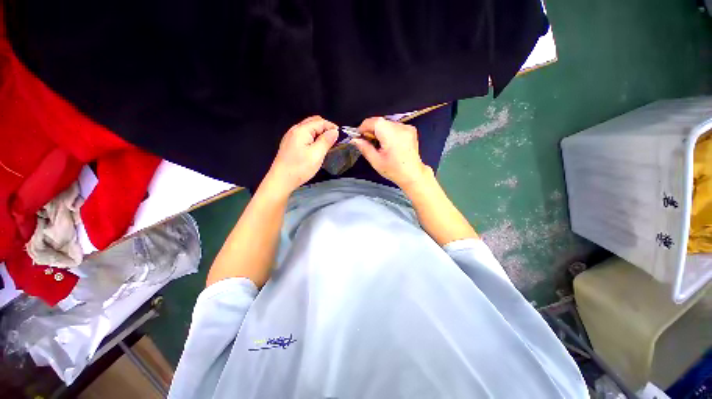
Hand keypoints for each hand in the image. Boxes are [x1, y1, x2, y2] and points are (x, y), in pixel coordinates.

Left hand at [266, 116, 337, 193]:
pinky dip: (313, 138)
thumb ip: (326, 141)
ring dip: (319, 133)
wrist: (281, 180)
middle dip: (326, 128)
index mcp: (301, 130)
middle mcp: (295, 130)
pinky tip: (317, 147)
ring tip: (328, 144)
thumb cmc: (300, 168)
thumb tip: (335, 131)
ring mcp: (291, 137)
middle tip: (335, 140)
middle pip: (313, 122)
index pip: (320, 122)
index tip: (341, 137)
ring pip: (308, 129)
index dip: (332, 127)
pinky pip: (304, 136)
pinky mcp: (290, 145)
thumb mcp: (317, 154)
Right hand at [351, 117, 430, 188]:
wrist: (413, 174)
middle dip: (371, 130)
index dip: (364, 127)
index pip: (374, 121)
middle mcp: (401, 127)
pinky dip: (388, 132)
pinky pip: (394, 126)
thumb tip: (354, 139)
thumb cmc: (394, 170)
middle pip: (380, 122)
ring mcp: (407, 127)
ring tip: (379, 145)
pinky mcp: (411, 129)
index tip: (359, 136)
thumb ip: (364, 148)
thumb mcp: (376, 161)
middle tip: (368, 142)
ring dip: (380, 131)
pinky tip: (389, 144)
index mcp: (391, 135)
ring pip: (387, 124)